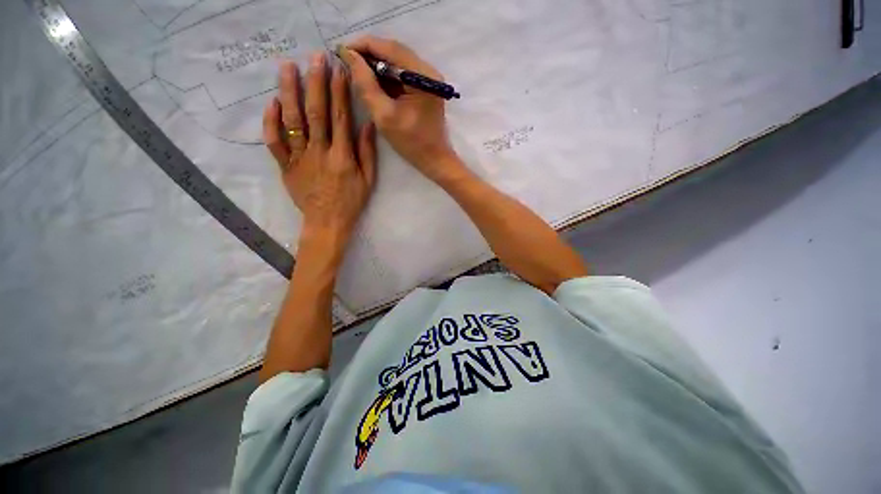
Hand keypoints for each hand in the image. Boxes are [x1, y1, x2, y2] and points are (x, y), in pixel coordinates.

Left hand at [264, 53, 376, 251]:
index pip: (340, 117)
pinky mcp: (286, 166)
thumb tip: (367, 124)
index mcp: (343, 156)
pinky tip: (272, 103)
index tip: (338, 69)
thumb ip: (367, 152)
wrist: (327, 222)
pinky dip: (271, 122)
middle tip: (314, 57)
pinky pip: (274, 142)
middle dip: (315, 82)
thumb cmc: (352, 201)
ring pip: (292, 121)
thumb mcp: (369, 180)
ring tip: (288, 67)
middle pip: (315, 112)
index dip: (339, 92)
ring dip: (289, 92)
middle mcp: (320, 152)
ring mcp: (300, 158)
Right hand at [340, 36, 460, 182]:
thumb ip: (366, 84)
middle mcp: (428, 71)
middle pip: (394, 52)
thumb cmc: (412, 143)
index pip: (390, 48)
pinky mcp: (425, 88)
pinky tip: (373, 82)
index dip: (363, 45)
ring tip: (356, 71)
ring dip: (376, 65)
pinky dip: (386, 76)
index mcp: (422, 76)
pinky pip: (402, 74)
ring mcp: (428, 79)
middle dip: (369, 54)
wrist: (434, 159)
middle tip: (347, 61)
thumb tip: (348, 55)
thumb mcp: (384, 116)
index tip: (340, 50)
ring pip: (397, 62)